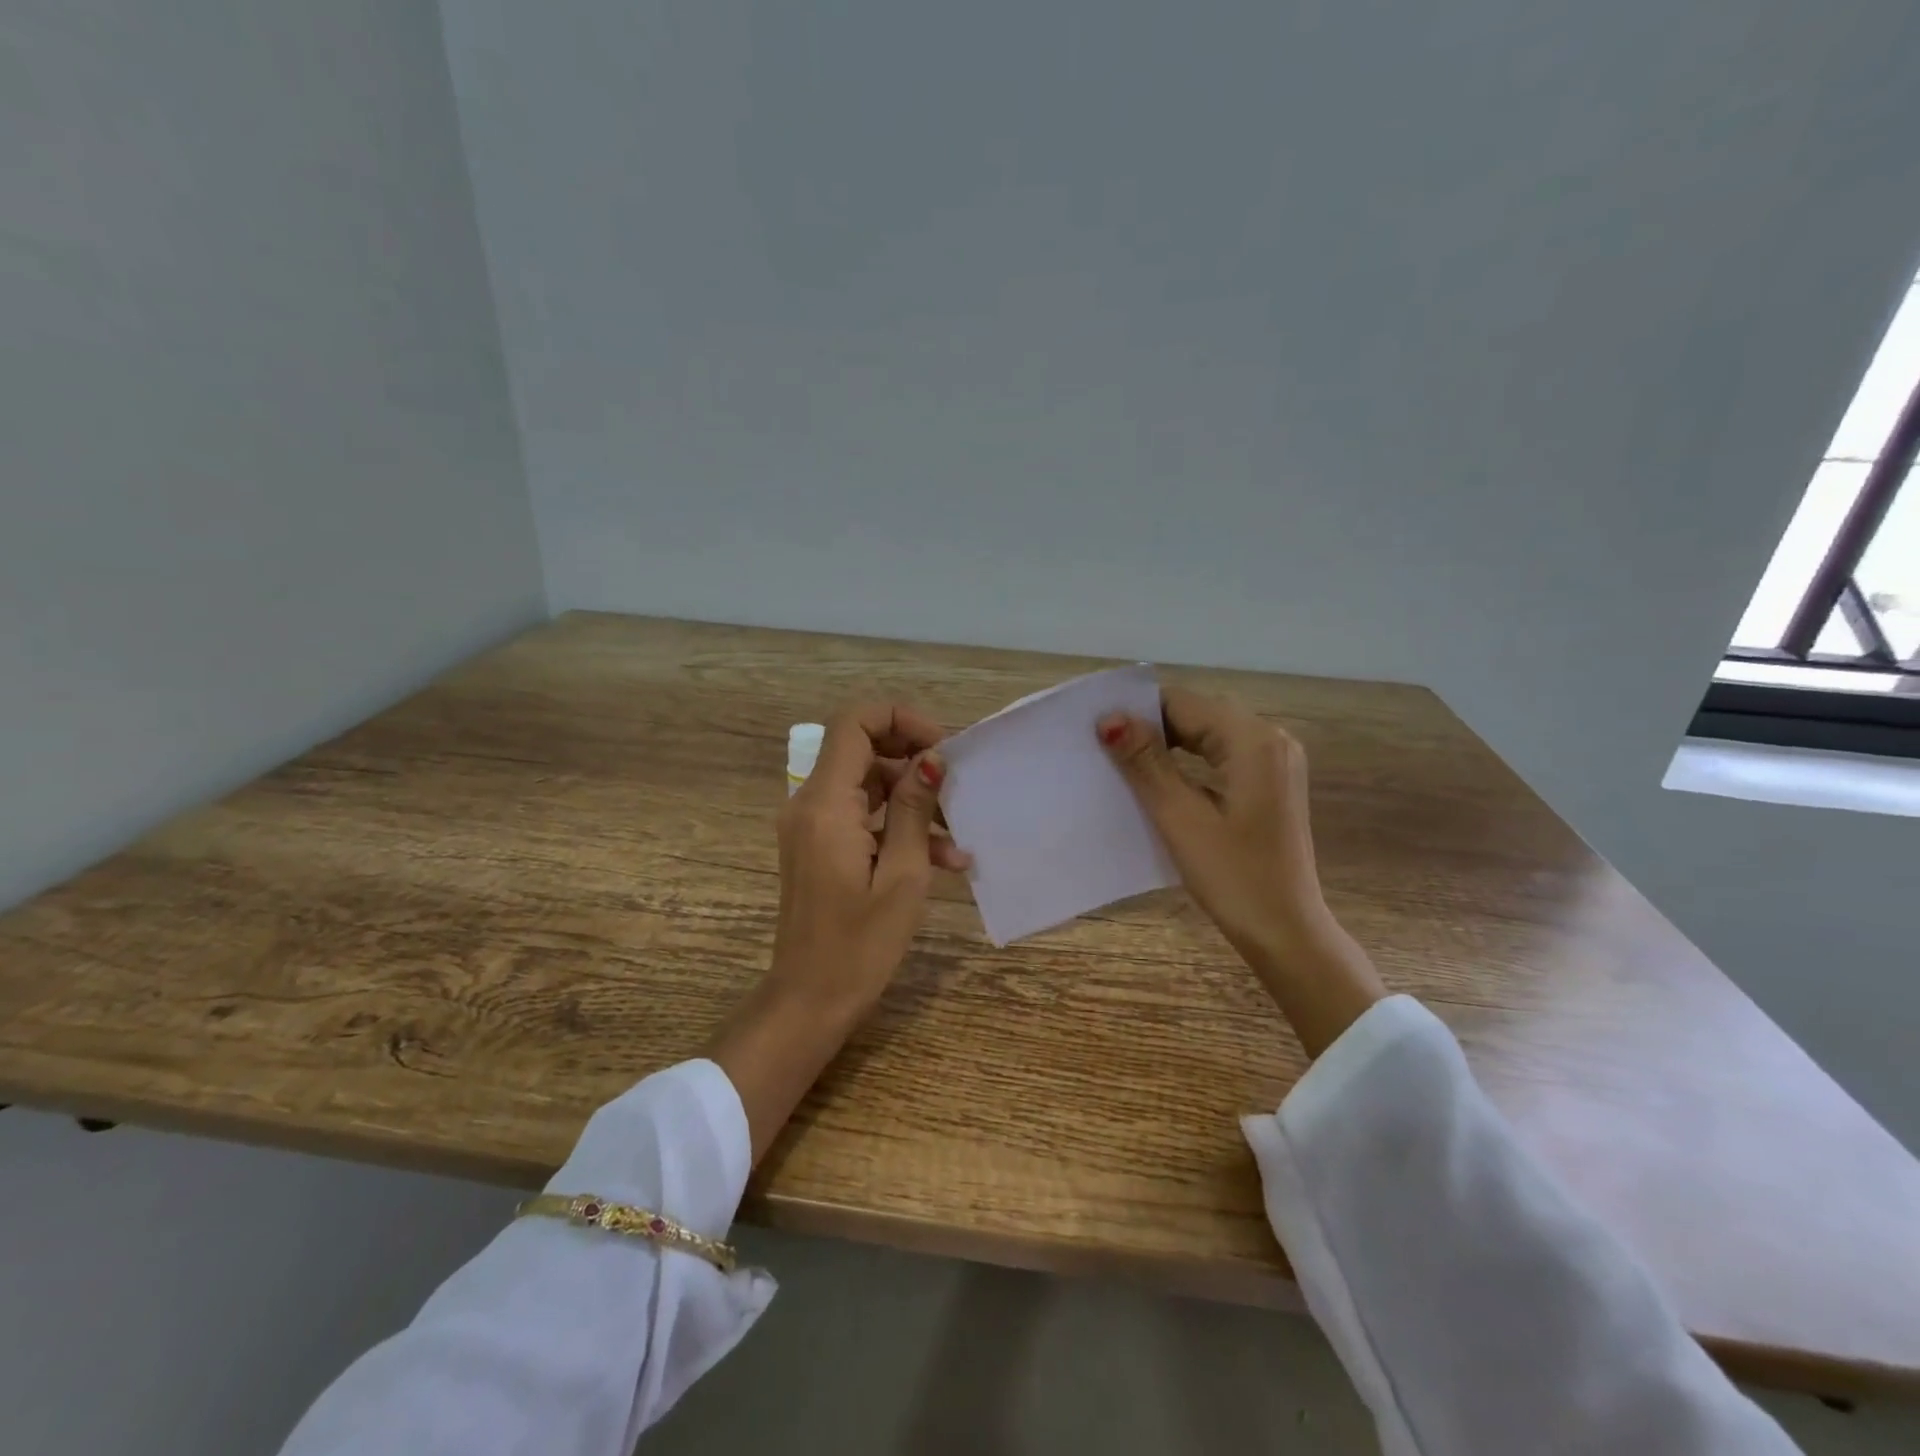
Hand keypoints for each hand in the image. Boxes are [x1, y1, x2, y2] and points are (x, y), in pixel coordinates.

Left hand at [710, 703, 966, 1162]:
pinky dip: (896, 825)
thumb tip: (932, 759)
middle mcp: (809, 803)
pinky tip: (941, 858)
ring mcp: (811, 825)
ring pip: (866, 783)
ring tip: (958, 836)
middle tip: (957, 782)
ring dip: (912, 799)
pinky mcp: (818, 845)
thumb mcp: (903, 876)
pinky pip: (860, 815)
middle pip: (861, 748)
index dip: (900, 719)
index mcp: (825, 804)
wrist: (809, 1001)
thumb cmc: (860, 946)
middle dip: (914, 758)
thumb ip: (915, 810)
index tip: (942, 745)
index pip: (854, 723)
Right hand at [1096, 687, 1383, 1056]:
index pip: (1183, 703)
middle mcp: (1272, 739)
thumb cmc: (1233, 877)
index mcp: (1253, 740)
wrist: (1286, 931)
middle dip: (1153, 725)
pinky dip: (1192, 760)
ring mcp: (1276, 761)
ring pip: (1211, 733)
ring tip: (1126, 763)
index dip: (1138, 712)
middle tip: (1106, 747)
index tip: (1097, 730)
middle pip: (1200, 713)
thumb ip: (1145, 762)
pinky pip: (1224, 754)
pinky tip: (1164, 779)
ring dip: (1170, 743)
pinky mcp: (1272, 783)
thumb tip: (1110, 718)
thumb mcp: (1180, 817)